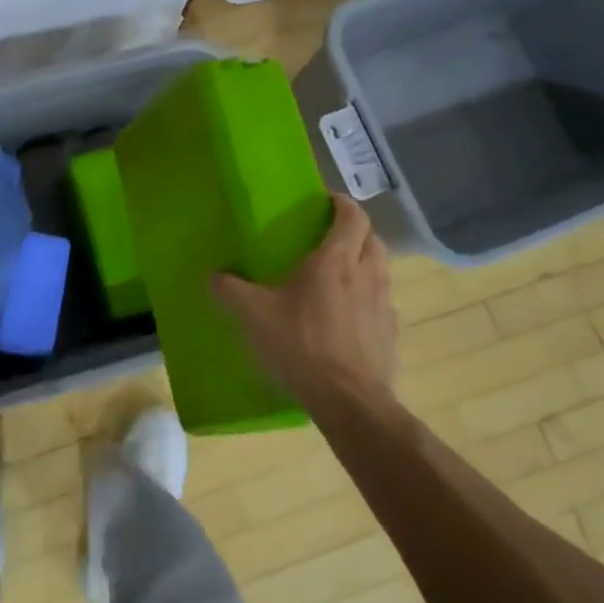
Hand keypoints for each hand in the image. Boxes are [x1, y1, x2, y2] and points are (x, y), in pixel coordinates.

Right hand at [211, 196, 399, 415]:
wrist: (349, 401)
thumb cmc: (301, 345)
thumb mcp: (252, 315)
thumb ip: (229, 290)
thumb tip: (213, 275)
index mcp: (336, 260)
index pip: (352, 215)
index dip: (341, 203)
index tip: (324, 201)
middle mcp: (367, 274)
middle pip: (371, 239)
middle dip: (354, 232)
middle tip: (327, 237)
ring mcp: (384, 306)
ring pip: (380, 271)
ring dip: (363, 264)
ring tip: (336, 277)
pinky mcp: (390, 335)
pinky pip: (381, 304)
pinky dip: (367, 300)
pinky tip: (345, 318)